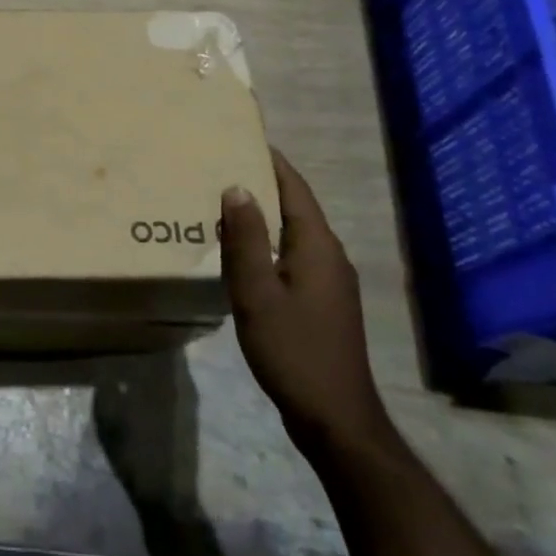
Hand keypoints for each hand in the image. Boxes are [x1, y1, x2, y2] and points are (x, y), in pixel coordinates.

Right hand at [220, 151, 391, 457]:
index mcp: (317, 245)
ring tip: (223, 204)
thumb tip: (236, 187)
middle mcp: (330, 255)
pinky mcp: (323, 302)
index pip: (294, 187)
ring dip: (263, 216)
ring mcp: (330, 281)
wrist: (335, 418)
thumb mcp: (256, 292)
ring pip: (294, 233)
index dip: (270, 160)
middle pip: (295, 207)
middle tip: (219, 167)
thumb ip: (245, 239)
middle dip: (262, 184)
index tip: (241, 137)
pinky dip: (268, 243)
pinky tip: (242, 254)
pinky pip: (293, 256)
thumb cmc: (293, 349)